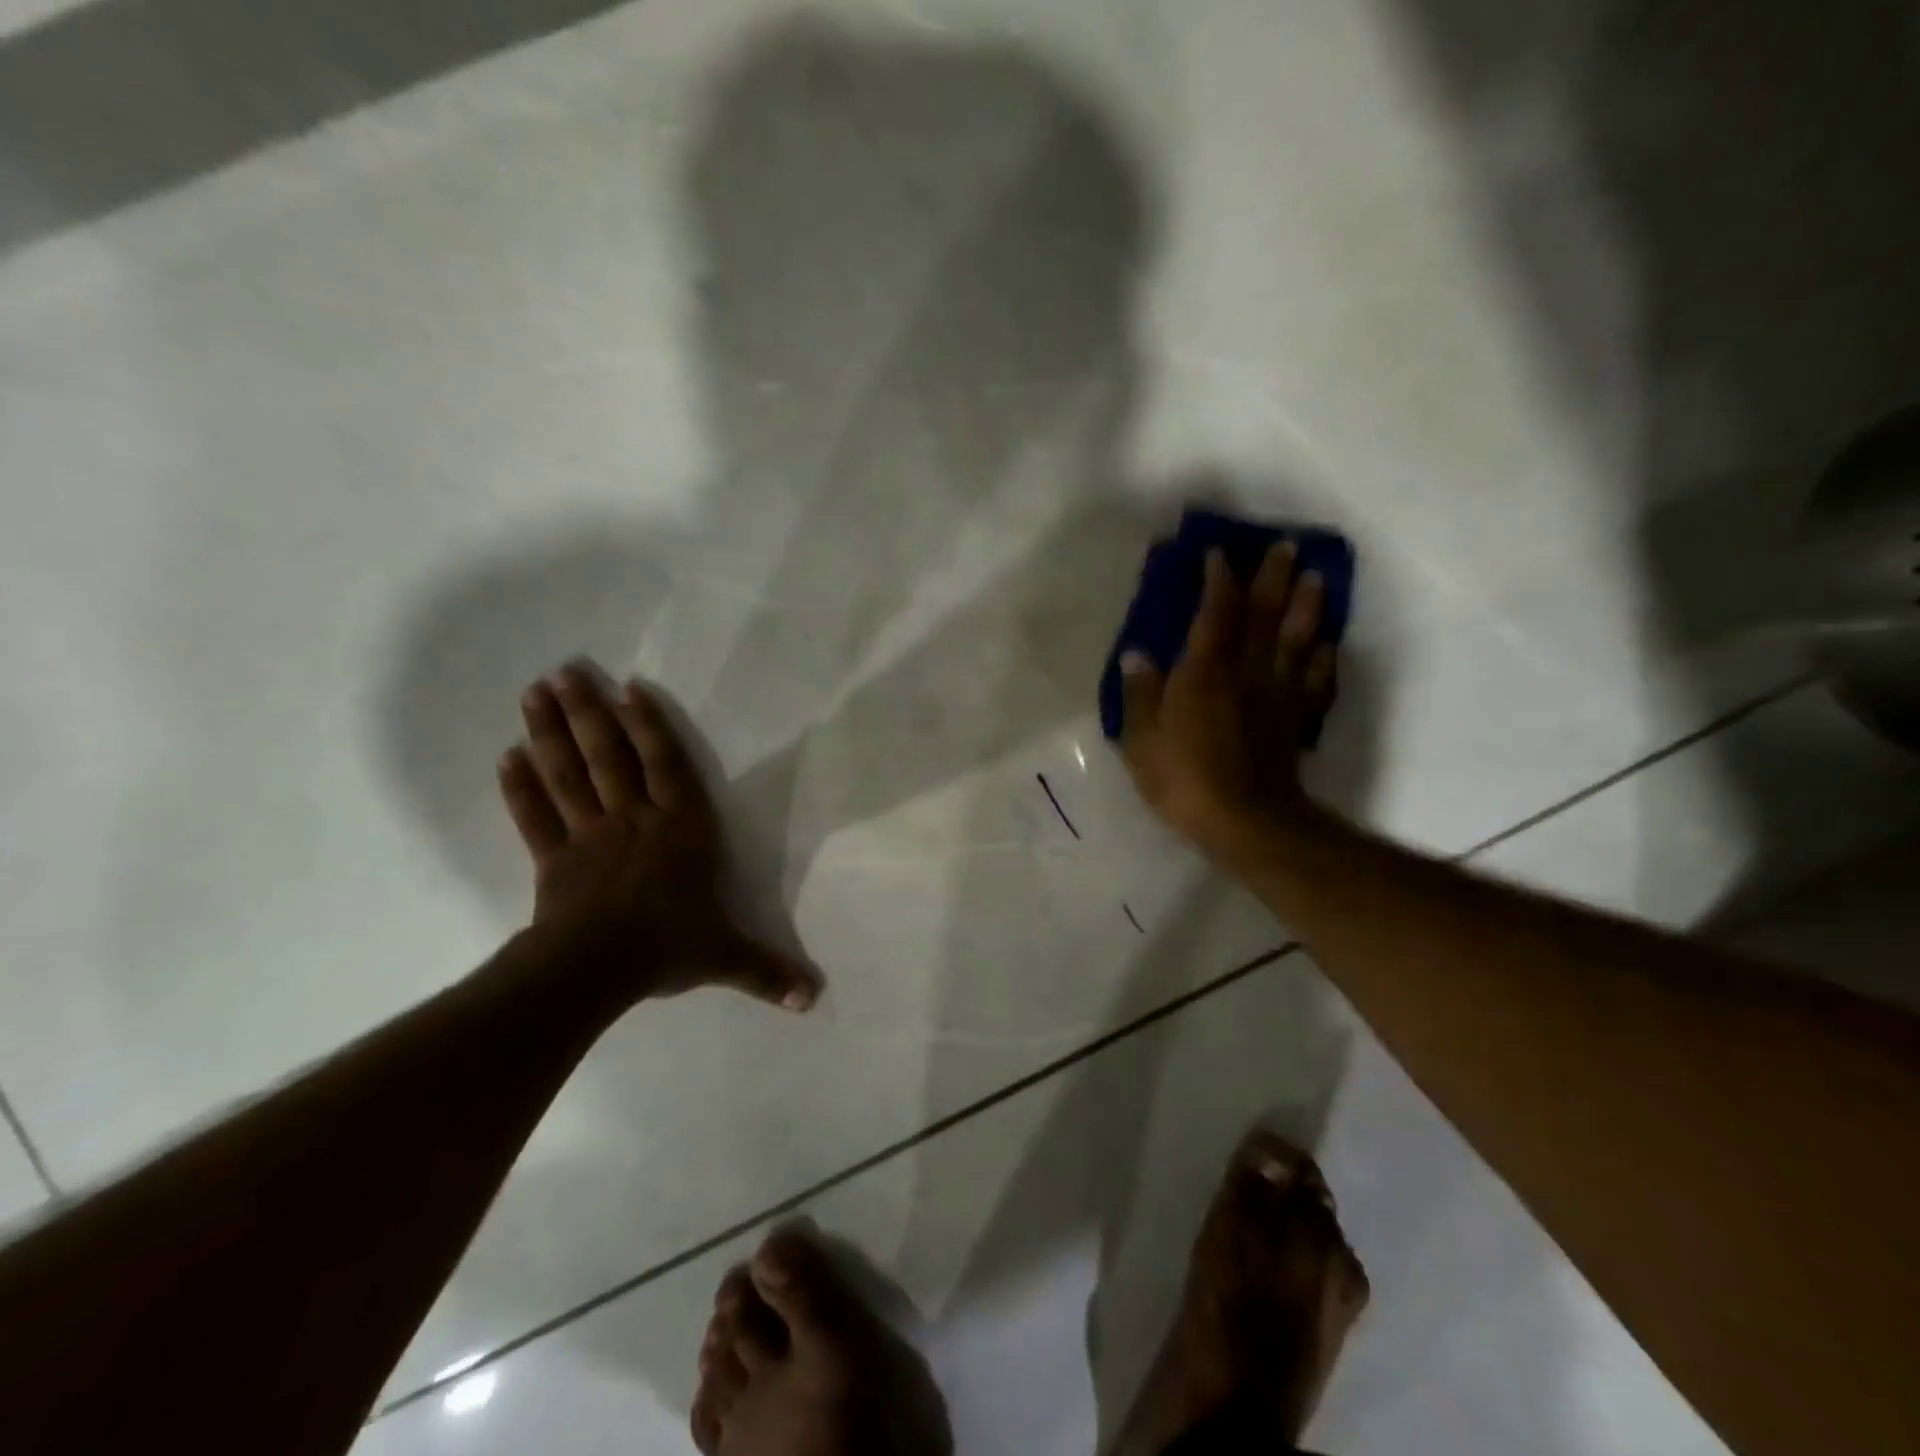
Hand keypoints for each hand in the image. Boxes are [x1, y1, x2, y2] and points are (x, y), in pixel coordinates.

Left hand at [497, 662, 818, 1012]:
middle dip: (588, 713)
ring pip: (569, 776)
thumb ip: (767, 971)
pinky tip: (506, 756)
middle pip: (608, 758)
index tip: (627, 688)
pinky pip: (535, 817)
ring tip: (534, 692)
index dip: (649, 725)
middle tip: (564, 672)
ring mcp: (589, 836)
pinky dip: (519, 787)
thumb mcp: (727, 956)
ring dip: (550, 734)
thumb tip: (813, 1001)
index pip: (667, 767)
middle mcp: (635, 820)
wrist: (597, 970)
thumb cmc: (667, 947)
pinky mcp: (554, 859)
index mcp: (681, 829)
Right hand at [1119, 544, 1336, 857]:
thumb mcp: (1142, 740)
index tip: (1221, 553)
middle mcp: (1246, 672)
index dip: (1219, 581)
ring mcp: (1278, 695)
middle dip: (1274, 577)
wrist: (1245, 822)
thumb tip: (1137, 656)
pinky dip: (1324, 658)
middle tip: (1286, 546)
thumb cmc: (1184, 778)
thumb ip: (1140, 695)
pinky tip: (1328, 644)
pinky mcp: (1297, 720)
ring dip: (1308, 606)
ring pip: (1297, 640)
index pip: (1215, 613)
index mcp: (1205, 671)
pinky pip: (1315, 681)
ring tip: (1317, 577)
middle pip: (1264, 616)